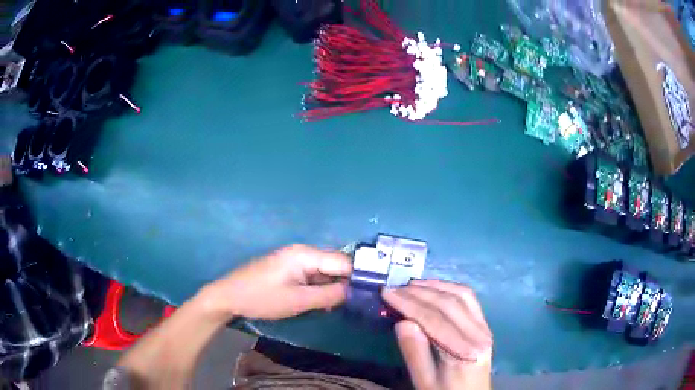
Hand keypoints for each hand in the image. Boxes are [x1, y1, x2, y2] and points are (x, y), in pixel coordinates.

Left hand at [204, 244, 351, 320]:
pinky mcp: (289, 268)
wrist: (228, 296)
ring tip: (344, 305)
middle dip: (346, 283)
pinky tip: (324, 302)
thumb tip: (353, 292)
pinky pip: (312, 275)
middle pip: (335, 264)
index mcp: (305, 254)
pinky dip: (320, 287)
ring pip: (324, 271)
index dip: (359, 277)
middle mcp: (303, 252)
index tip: (371, 294)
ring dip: (333, 287)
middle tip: (358, 303)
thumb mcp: (298, 301)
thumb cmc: (262, 298)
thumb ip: (328, 296)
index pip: (343, 261)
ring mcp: (295, 259)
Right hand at [382, 280, 492, 389]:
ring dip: (434, 286)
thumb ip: (415, 353)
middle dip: (418, 292)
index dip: (408, 303)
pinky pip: (469, 300)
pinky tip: (434, 289)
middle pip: (448, 304)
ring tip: (410, 285)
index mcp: (464, 351)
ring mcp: (484, 327)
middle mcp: (479, 334)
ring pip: (461, 296)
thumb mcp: (424, 381)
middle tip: (393, 288)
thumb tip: (403, 322)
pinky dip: (449, 289)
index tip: (386, 293)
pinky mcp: (484, 326)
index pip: (434, 319)